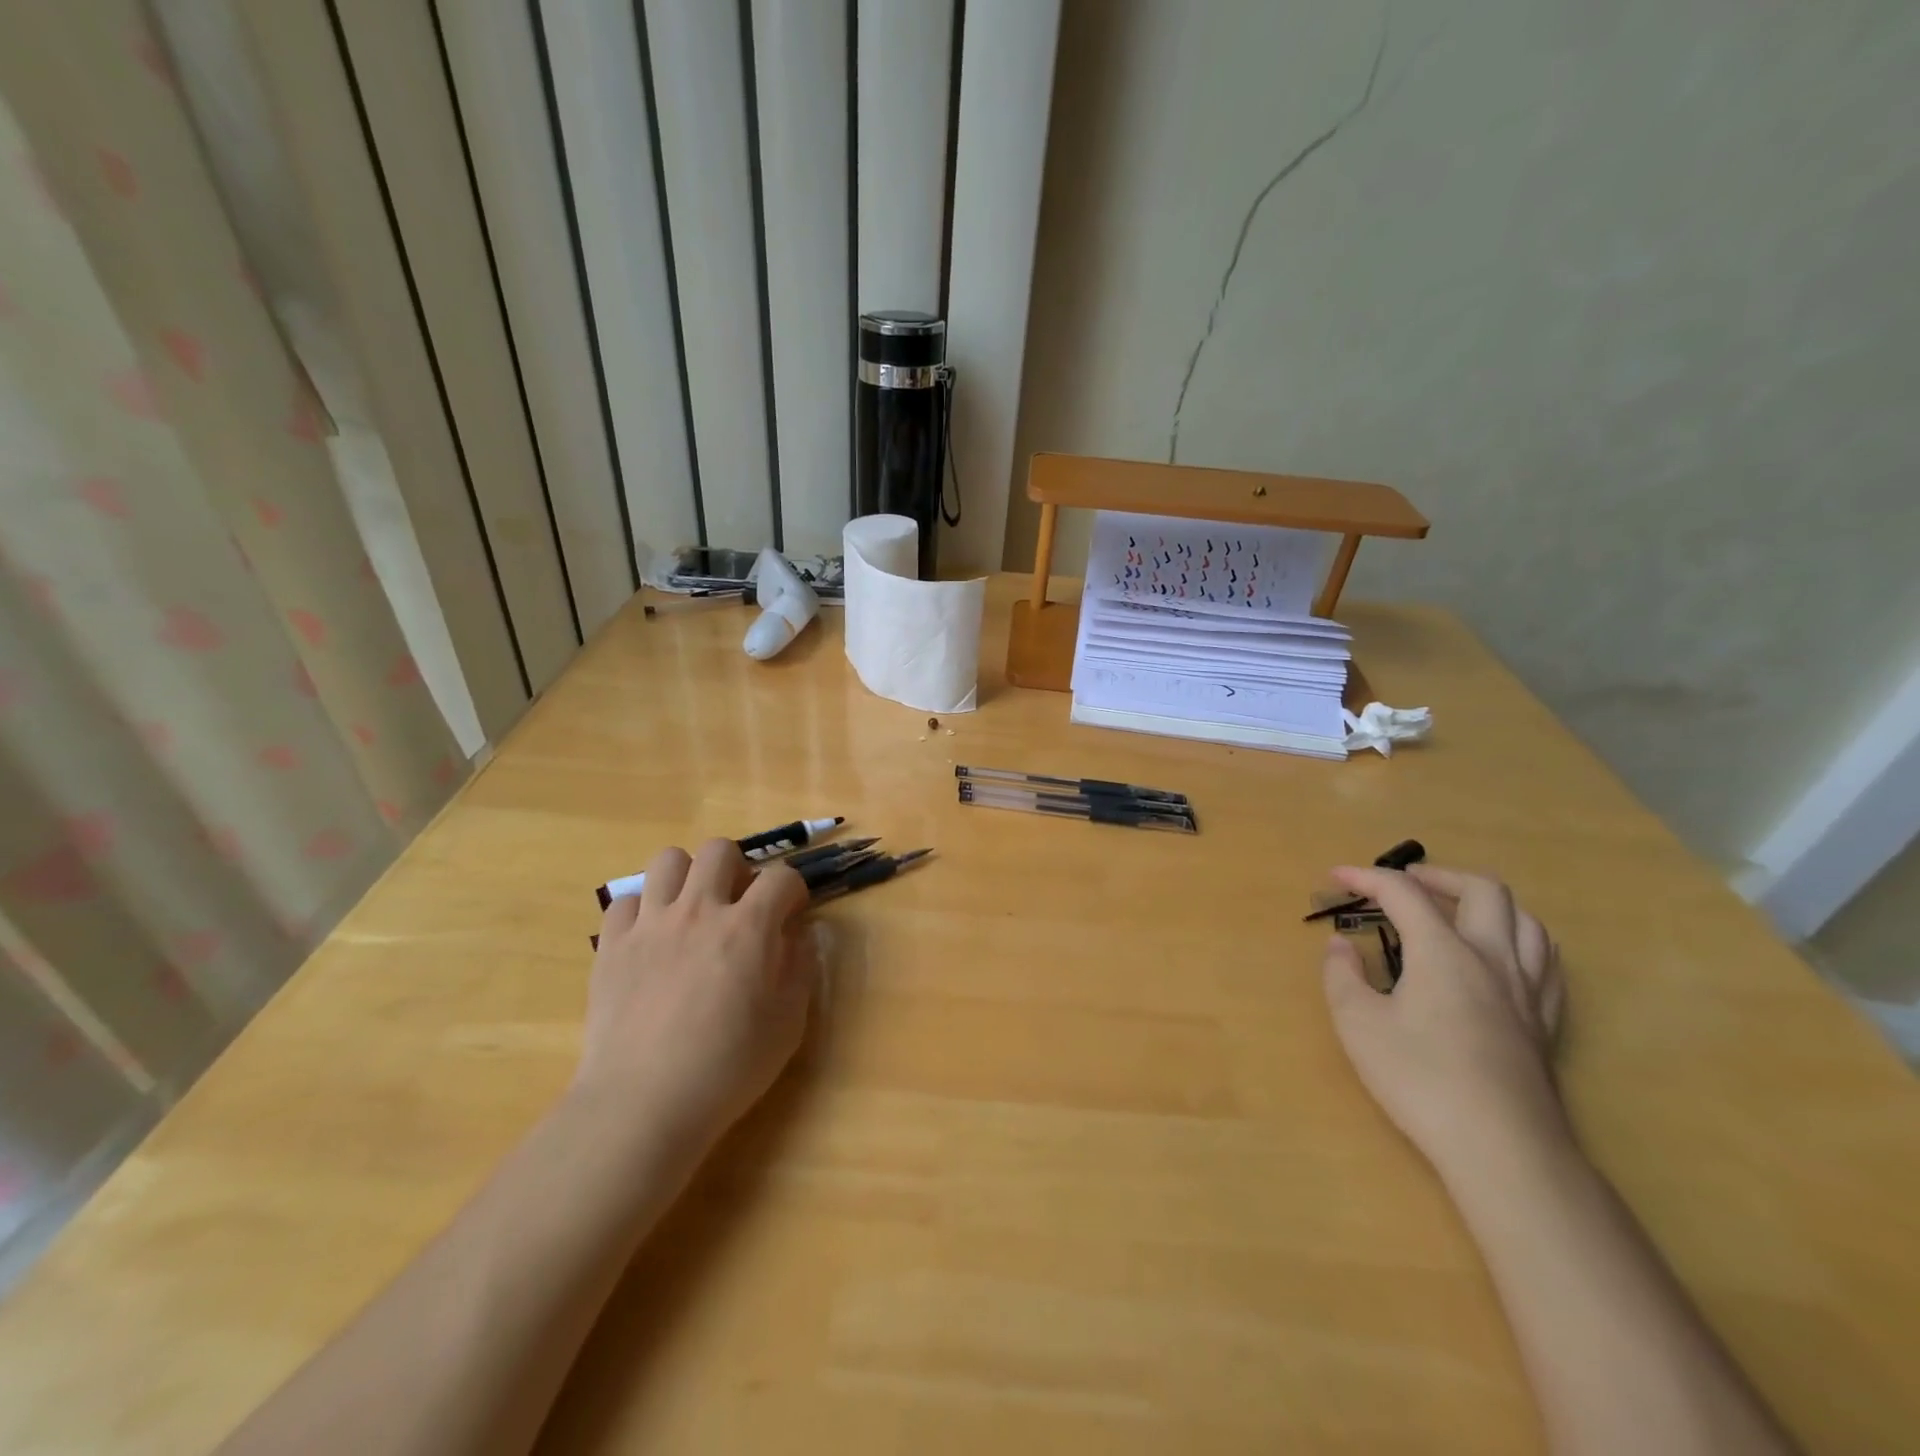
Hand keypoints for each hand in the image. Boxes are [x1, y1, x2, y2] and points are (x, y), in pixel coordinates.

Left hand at [577, 838, 817, 1152]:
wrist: (643, 1103)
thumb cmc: (727, 1068)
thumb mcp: (788, 1023)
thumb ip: (800, 968)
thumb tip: (799, 935)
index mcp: (748, 927)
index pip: (781, 877)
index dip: (793, 890)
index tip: (792, 913)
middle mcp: (699, 910)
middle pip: (720, 850)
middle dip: (738, 869)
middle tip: (739, 905)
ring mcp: (650, 924)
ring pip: (668, 860)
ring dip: (688, 877)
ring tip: (693, 910)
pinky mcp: (611, 944)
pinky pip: (627, 900)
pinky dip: (643, 911)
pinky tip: (651, 940)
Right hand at [1320, 864, 1569, 1175]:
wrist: (1503, 1149)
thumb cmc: (1420, 1079)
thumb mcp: (1358, 1024)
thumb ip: (1342, 975)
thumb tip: (1340, 945)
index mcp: (1444, 952)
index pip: (1403, 893)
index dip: (1366, 877)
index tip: (1336, 876)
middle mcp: (1492, 958)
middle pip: (1482, 889)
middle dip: (1439, 875)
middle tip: (1406, 883)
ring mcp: (1526, 991)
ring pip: (1526, 920)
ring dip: (1488, 903)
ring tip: (1458, 911)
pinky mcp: (1545, 1023)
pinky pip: (1546, 962)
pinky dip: (1521, 941)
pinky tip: (1503, 957)